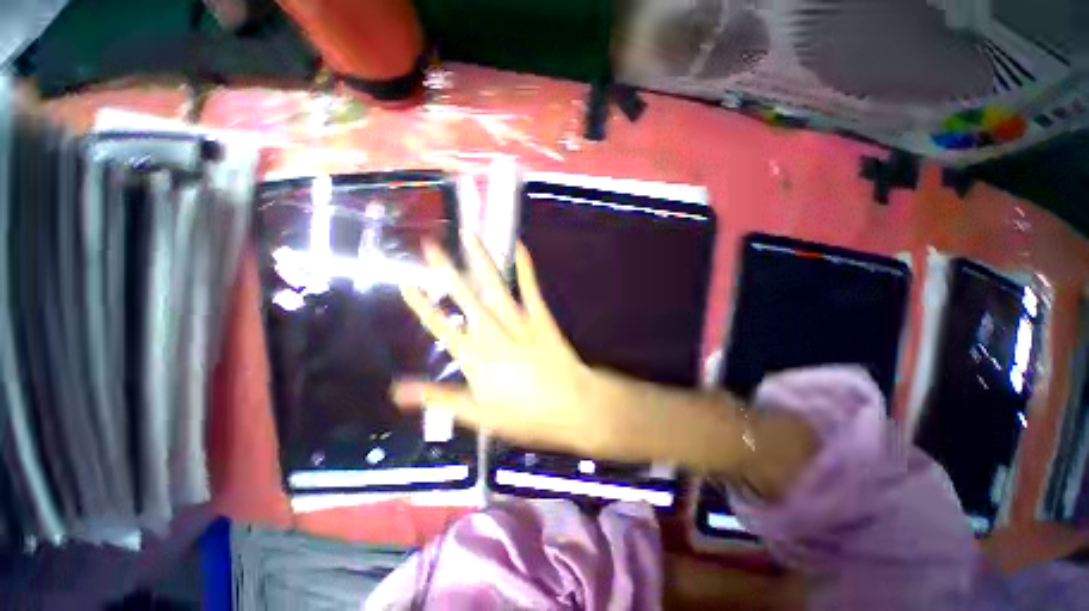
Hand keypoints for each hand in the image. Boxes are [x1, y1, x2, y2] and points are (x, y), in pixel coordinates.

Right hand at [393, 233, 615, 454]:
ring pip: (494, 286)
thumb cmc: (526, 414)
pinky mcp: (541, 317)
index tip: (407, 284)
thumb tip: (397, 391)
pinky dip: (525, 268)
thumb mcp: (479, 415)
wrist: (572, 405)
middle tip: (431, 246)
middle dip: (446, 271)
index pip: (441, 327)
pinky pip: (530, 288)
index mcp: (475, 356)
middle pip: (465, 298)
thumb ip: (439, 398)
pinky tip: (519, 245)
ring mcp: (518, 321)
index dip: (423, 307)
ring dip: (480, 260)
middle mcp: (493, 332)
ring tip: (468, 234)